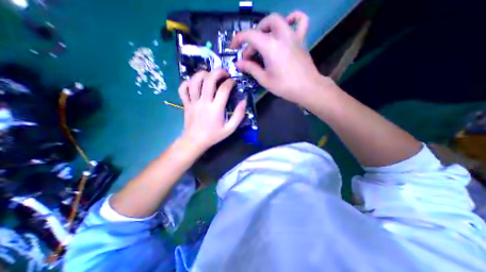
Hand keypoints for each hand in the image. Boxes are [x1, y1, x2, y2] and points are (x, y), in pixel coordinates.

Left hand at [178, 69, 247, 151]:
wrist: (195, 141)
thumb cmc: (213, 135)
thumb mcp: (230, 129)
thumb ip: (238, 115)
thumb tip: (244, 101)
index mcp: (216, 109)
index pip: (224, 89)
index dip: (230, 82)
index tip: (234, 83)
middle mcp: (203, 102)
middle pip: (208, 79)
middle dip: (218, 72)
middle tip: (224, 74)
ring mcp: (192, 102)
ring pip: (194, 81)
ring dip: (203, 74)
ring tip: (210, 76)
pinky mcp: (185, 103)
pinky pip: (182, 89)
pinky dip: (187, 83)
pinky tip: (194, 84)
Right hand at [230, 12, 329, 105]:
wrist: (307, 88)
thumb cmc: (284, 86)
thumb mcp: (264, 79)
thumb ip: (251, 68)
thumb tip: (239, 63)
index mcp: (270, 46)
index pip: (250, 35)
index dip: (238, 39)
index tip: (233, 48)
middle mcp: (281, 36)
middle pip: (263, 26)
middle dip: (253, 36)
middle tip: (251, 52)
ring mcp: (293, 36)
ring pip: (278, 20)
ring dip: (267, 27)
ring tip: (263, 39)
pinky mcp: (301, 40)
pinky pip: (300, 21)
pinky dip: (293, 18)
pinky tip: (287, 24)